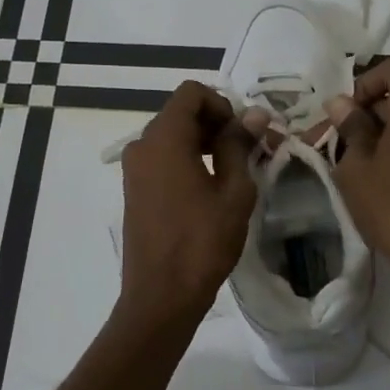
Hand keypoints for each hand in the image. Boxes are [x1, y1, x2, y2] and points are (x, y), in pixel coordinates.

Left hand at [116, 81, 258, 330]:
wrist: (161, 295)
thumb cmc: (202, 242)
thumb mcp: (233, 191)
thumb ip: (240, 145)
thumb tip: (255, 114)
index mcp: (163, 139)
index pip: (191, 93)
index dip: (222, 104)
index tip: (243, 134)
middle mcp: (142, 145)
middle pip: (180, 112)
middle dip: (216, 123)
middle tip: (247, 152)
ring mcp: (134, 169)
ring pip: (172, 136)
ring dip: (203, 142)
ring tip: (233, 172)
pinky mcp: (134, 189)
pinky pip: (162, 158)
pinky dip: (187, 159)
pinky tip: (209, 189)